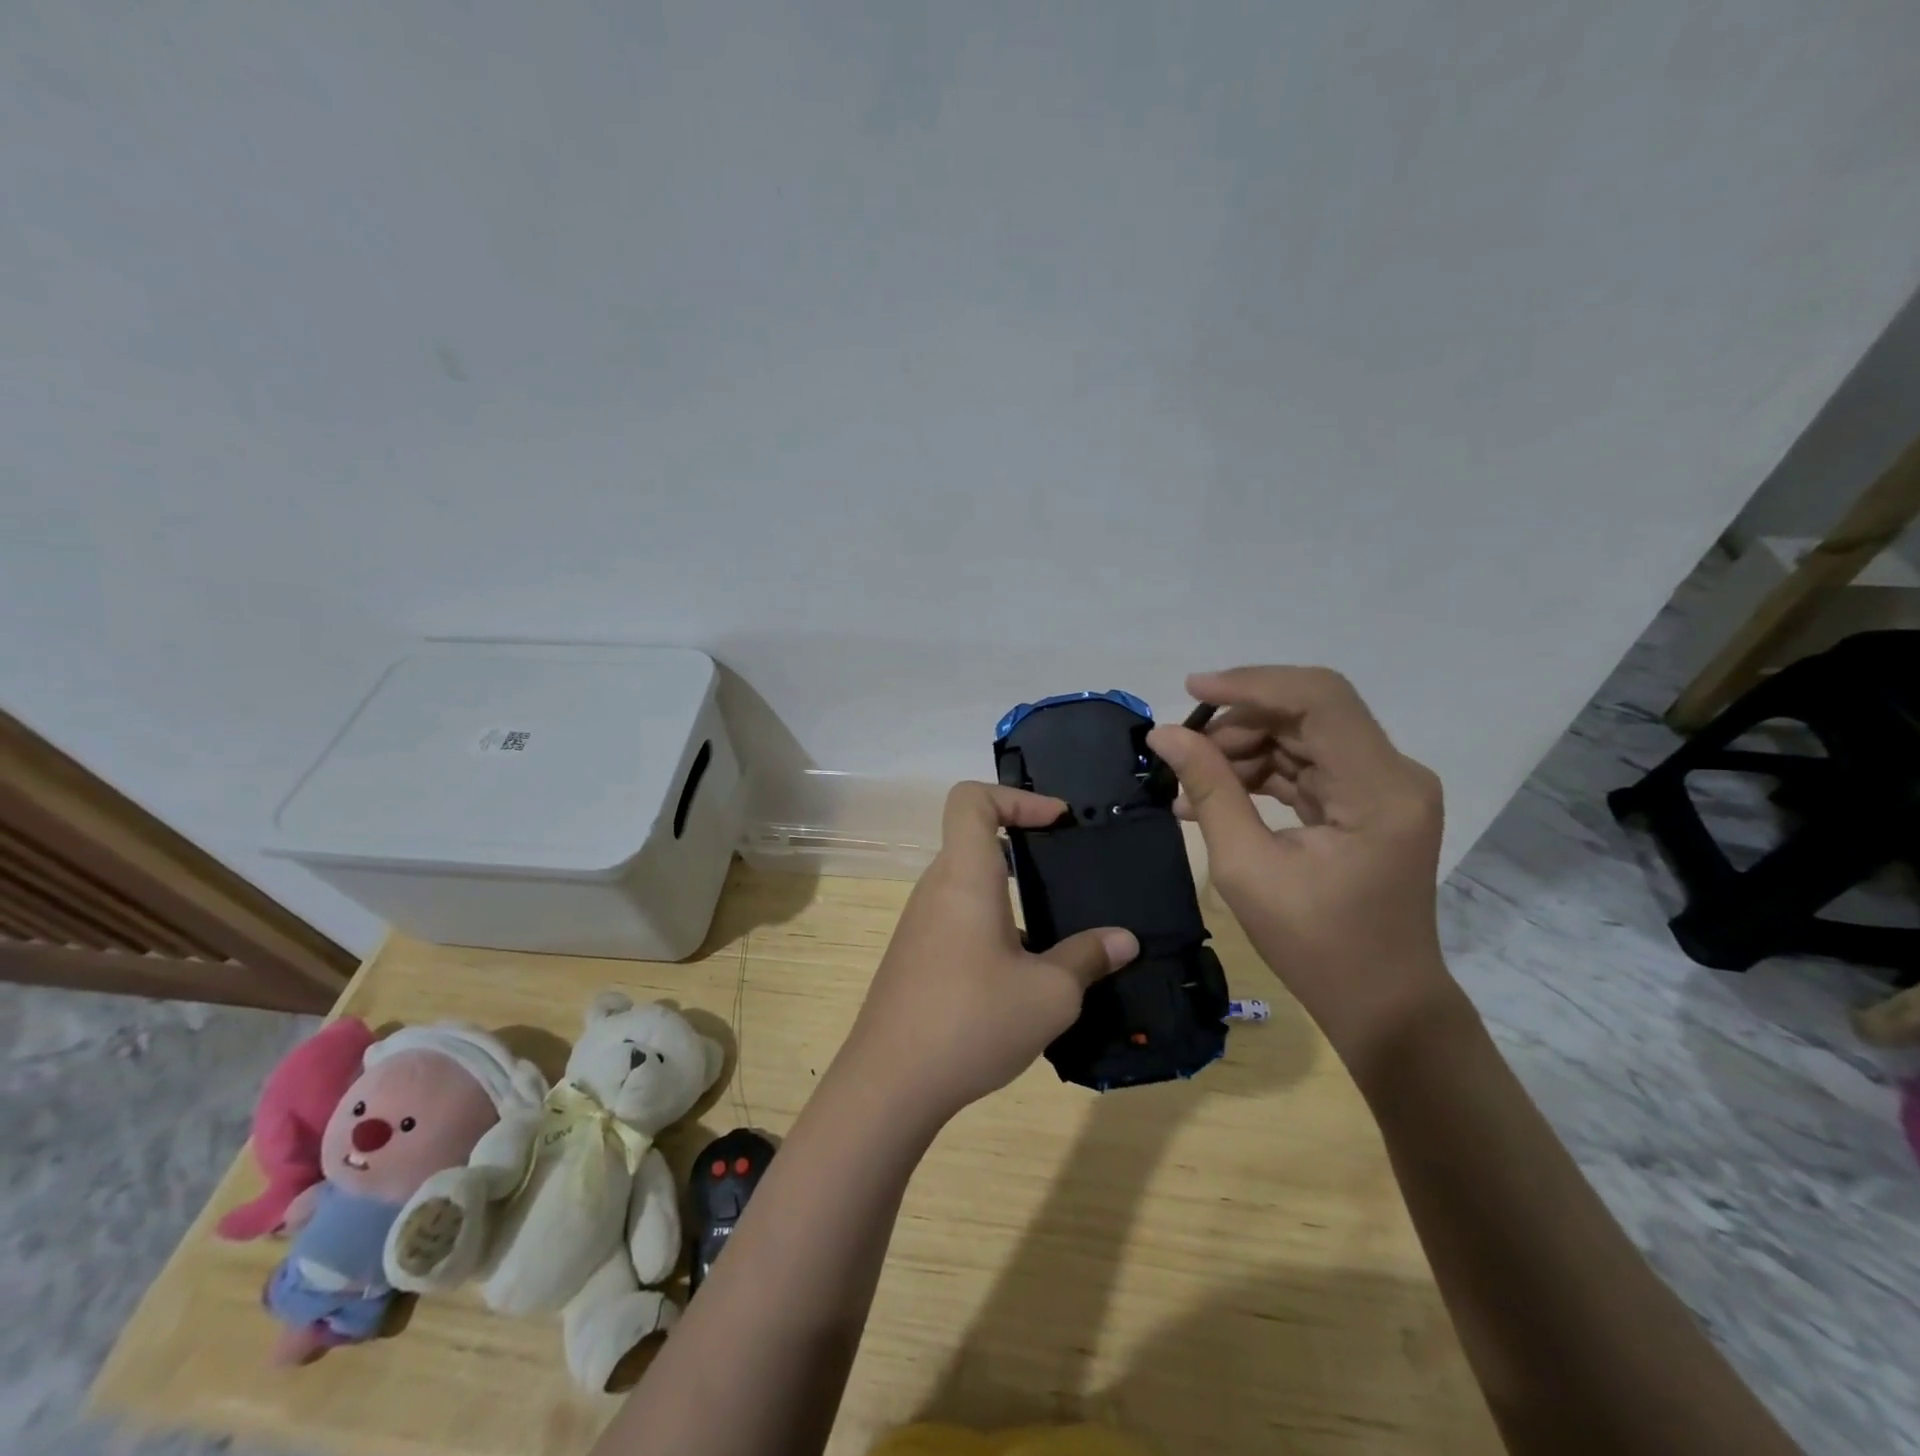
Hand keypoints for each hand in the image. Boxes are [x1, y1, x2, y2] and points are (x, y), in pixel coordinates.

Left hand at [838, 783, 1138, 1120]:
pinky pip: (958, 917)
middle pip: (973, 839)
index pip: (971, 799)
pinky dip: (992, 922)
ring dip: (1010, 890)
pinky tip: (1022, 970)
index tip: (1056, 821)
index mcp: (964, 876)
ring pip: (968, 883)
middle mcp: (936, 889)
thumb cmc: (972, 1021)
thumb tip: (1123, 940)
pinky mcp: (916, 956)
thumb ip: (1087, 958)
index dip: (1016, 796)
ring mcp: (920, 924)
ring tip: (1056, 923)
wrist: (890, 1083)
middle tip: (1069, 869)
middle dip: (1023, 844)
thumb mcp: (1049, 994)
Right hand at [1147, 667, 1454, 1064]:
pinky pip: (1307, 766)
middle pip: (1308, 712)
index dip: (1251, 684)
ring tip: (1188, 781)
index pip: (1318, 700)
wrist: (1382, 1002)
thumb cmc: (1316, 946)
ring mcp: (1383, 787)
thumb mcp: (1247, 868)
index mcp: (1379, 789)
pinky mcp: (1367, 802)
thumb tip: (1165, 734)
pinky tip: (1213, 794)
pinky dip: (1260, 772)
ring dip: (1243, 748)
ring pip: (1303, 735)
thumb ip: (1209, 790)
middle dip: (1238, 722)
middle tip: (1181, 751)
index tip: (1190, 691)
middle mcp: (1393, 774)